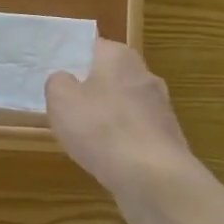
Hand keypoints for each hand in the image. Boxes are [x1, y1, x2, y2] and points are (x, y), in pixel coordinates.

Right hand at [45, 40, 198, 223]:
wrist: (153, 177)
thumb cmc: (101, 128)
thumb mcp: (61, 99)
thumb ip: (57, 82)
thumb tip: (65, 80)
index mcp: (120, 56)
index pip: (93, 46)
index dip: (73, 59)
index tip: (57, 76)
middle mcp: (145, 75)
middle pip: (111, 76)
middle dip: (91, 89)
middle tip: (66, 107)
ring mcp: (160, 108)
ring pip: (124, 106)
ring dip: (107, 118)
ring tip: (84, 138)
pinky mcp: (167, 139)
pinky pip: (135, 133)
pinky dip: (121, 142)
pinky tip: (107, 159)